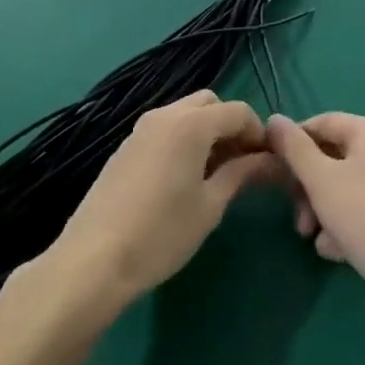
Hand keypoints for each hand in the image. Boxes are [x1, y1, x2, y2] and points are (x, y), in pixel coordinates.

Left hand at [47, 91, 275, 312]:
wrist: (94, 260)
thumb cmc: (162, 234)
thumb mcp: (210, 205)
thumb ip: (242, 174)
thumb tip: (271, 160)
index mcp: (191, 124)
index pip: (238, 111)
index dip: (258, 134)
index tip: (267, 164)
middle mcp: (165, 115)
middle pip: (210, 104)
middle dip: (231, 127)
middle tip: (240, 166)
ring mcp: (140, 129)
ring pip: (185, 115)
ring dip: (206, 133)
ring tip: (214, 176)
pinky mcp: (125, 147)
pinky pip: (165, 130)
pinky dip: (183, 141)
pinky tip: (183, 181)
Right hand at [267, 113, 364, 334]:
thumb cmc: (361, 213)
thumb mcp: (318, 177)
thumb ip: (293, 147)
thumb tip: (274, 119)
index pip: (321, 123)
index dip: (292, 142)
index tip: (271, 167)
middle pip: (330, 157)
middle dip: (306, 187)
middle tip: (295, 212)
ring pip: (340, 187)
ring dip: (319, 210)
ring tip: (311, 236)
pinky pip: (356, 209)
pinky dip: (340, 225)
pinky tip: (334, 249)